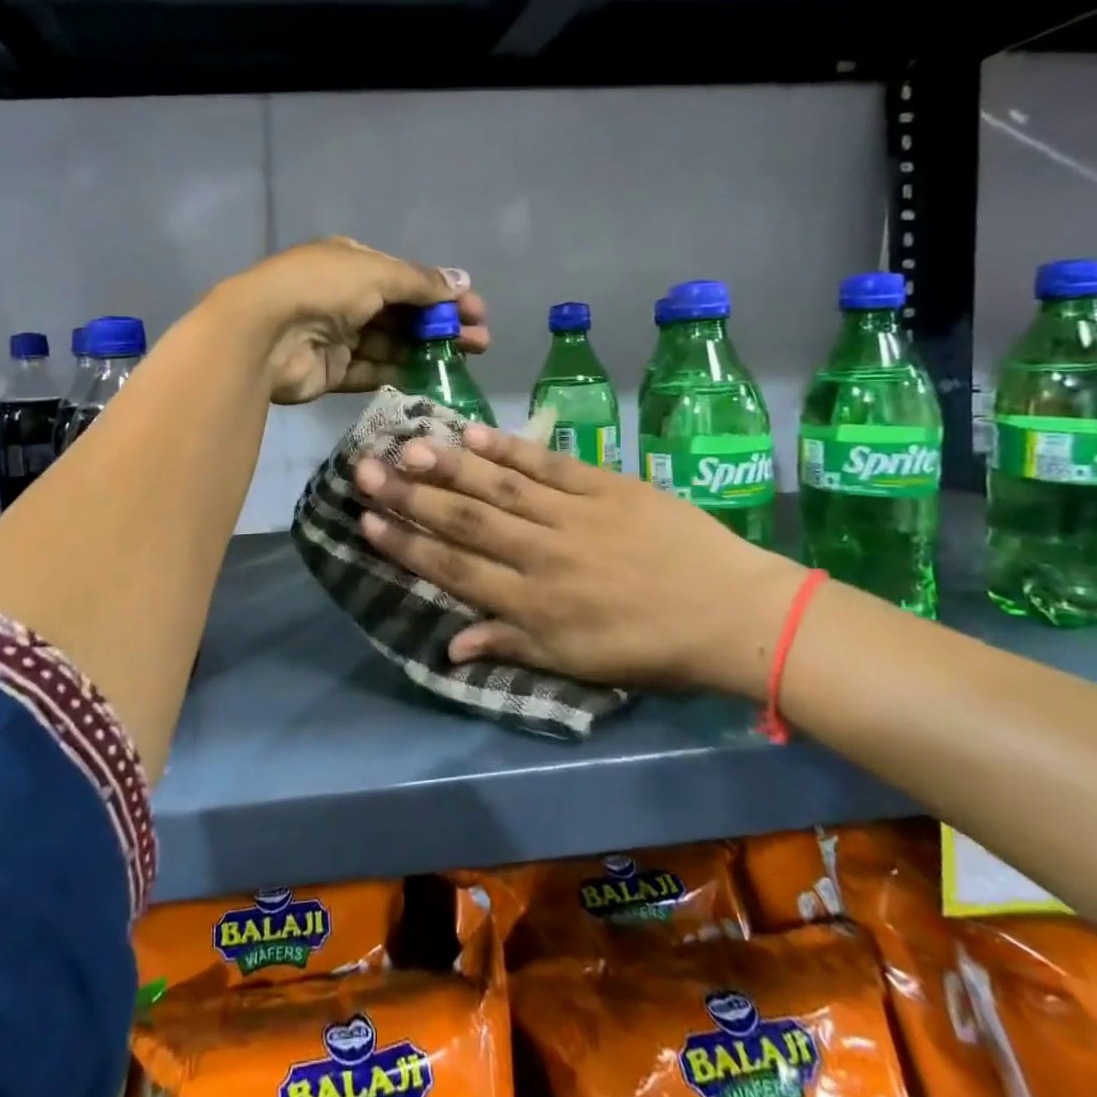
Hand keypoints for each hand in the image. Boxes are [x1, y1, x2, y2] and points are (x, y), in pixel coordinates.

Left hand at [215, 237, 489, 404]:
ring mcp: (336, 336)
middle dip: (441, 325)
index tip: (475, 311)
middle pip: (402, 313)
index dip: (442, 293)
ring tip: (464, 361)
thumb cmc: (321, 288)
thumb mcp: (376, 273)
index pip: (406, 278)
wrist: (263, 333)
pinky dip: (399, 373)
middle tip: (480, 342)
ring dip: (426, 350)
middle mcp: (344, 297)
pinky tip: (431, 379)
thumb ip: (420, 282)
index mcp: (352, 263)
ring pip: (391, 344)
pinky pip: (371, 371)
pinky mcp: (331, 371)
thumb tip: (462, 280)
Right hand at [351, 424, 806, 697]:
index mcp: (534, 605)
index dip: (406, 546)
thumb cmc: (650, 647)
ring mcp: (573, 516)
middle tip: (364, 470)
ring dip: (448, 466)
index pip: (455, 570)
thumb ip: (510, 646)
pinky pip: (547, 465)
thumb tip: (449, 645)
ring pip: (498, 488)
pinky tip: (473, 433)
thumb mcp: (577, 664)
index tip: (365, 522)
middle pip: (464, 521)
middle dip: (409, 496)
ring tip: (406, 444)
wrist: (732, 614)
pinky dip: (508, 449)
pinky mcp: (605, 486)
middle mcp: (542, 556)